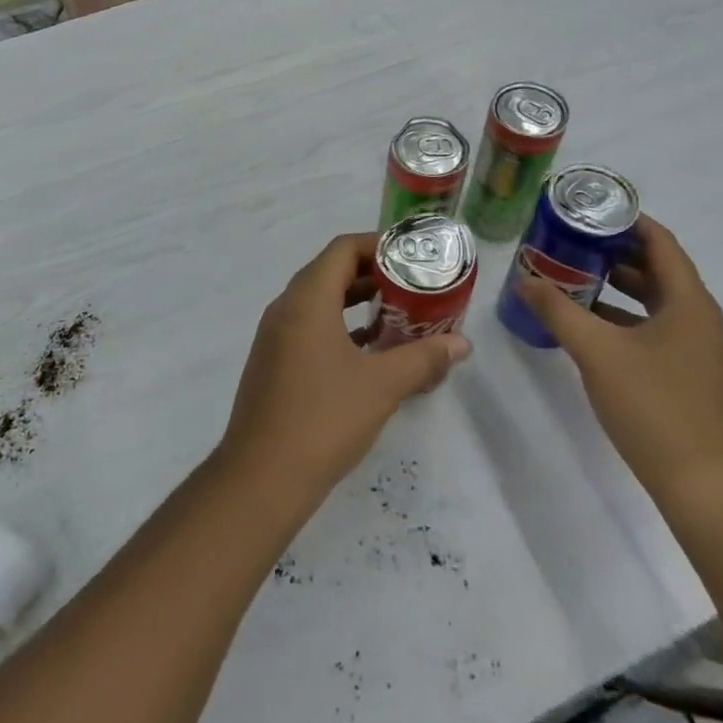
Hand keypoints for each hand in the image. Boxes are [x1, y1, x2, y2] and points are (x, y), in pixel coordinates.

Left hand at [220, 233, 470, 507]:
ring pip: (318, 301)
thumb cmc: (324, 419)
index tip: (411, 257)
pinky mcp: (272, 362)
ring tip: (396, 314)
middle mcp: (285, 308)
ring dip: (354, 301)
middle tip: (411, 285)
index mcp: (306, 300)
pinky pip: (308, 327)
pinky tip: (366, 350)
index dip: (377, 245)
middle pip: (329, 271)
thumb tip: (461, 344)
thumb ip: (422, 358)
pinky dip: (338, 326)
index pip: (342, 249)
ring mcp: (274, 336)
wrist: (262, 477)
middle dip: (371, 273)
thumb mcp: (381, 386)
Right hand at [515, 216, 722, 505]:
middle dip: (610, 250)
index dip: (625, 220)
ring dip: (611, 284)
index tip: (585, 208)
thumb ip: (558, 311)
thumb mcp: (597, 351)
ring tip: (566, 272)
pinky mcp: (682, 371)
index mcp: (687, 301)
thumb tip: (524, 280)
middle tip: (566, 237)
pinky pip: (648, 326)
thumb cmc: (654, 405)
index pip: (659, 241)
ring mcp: (691, 346)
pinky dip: (617, 315)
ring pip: (649, 299)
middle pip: (653, 267)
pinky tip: (582, 320)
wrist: (702, 484)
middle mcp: (695, 316)